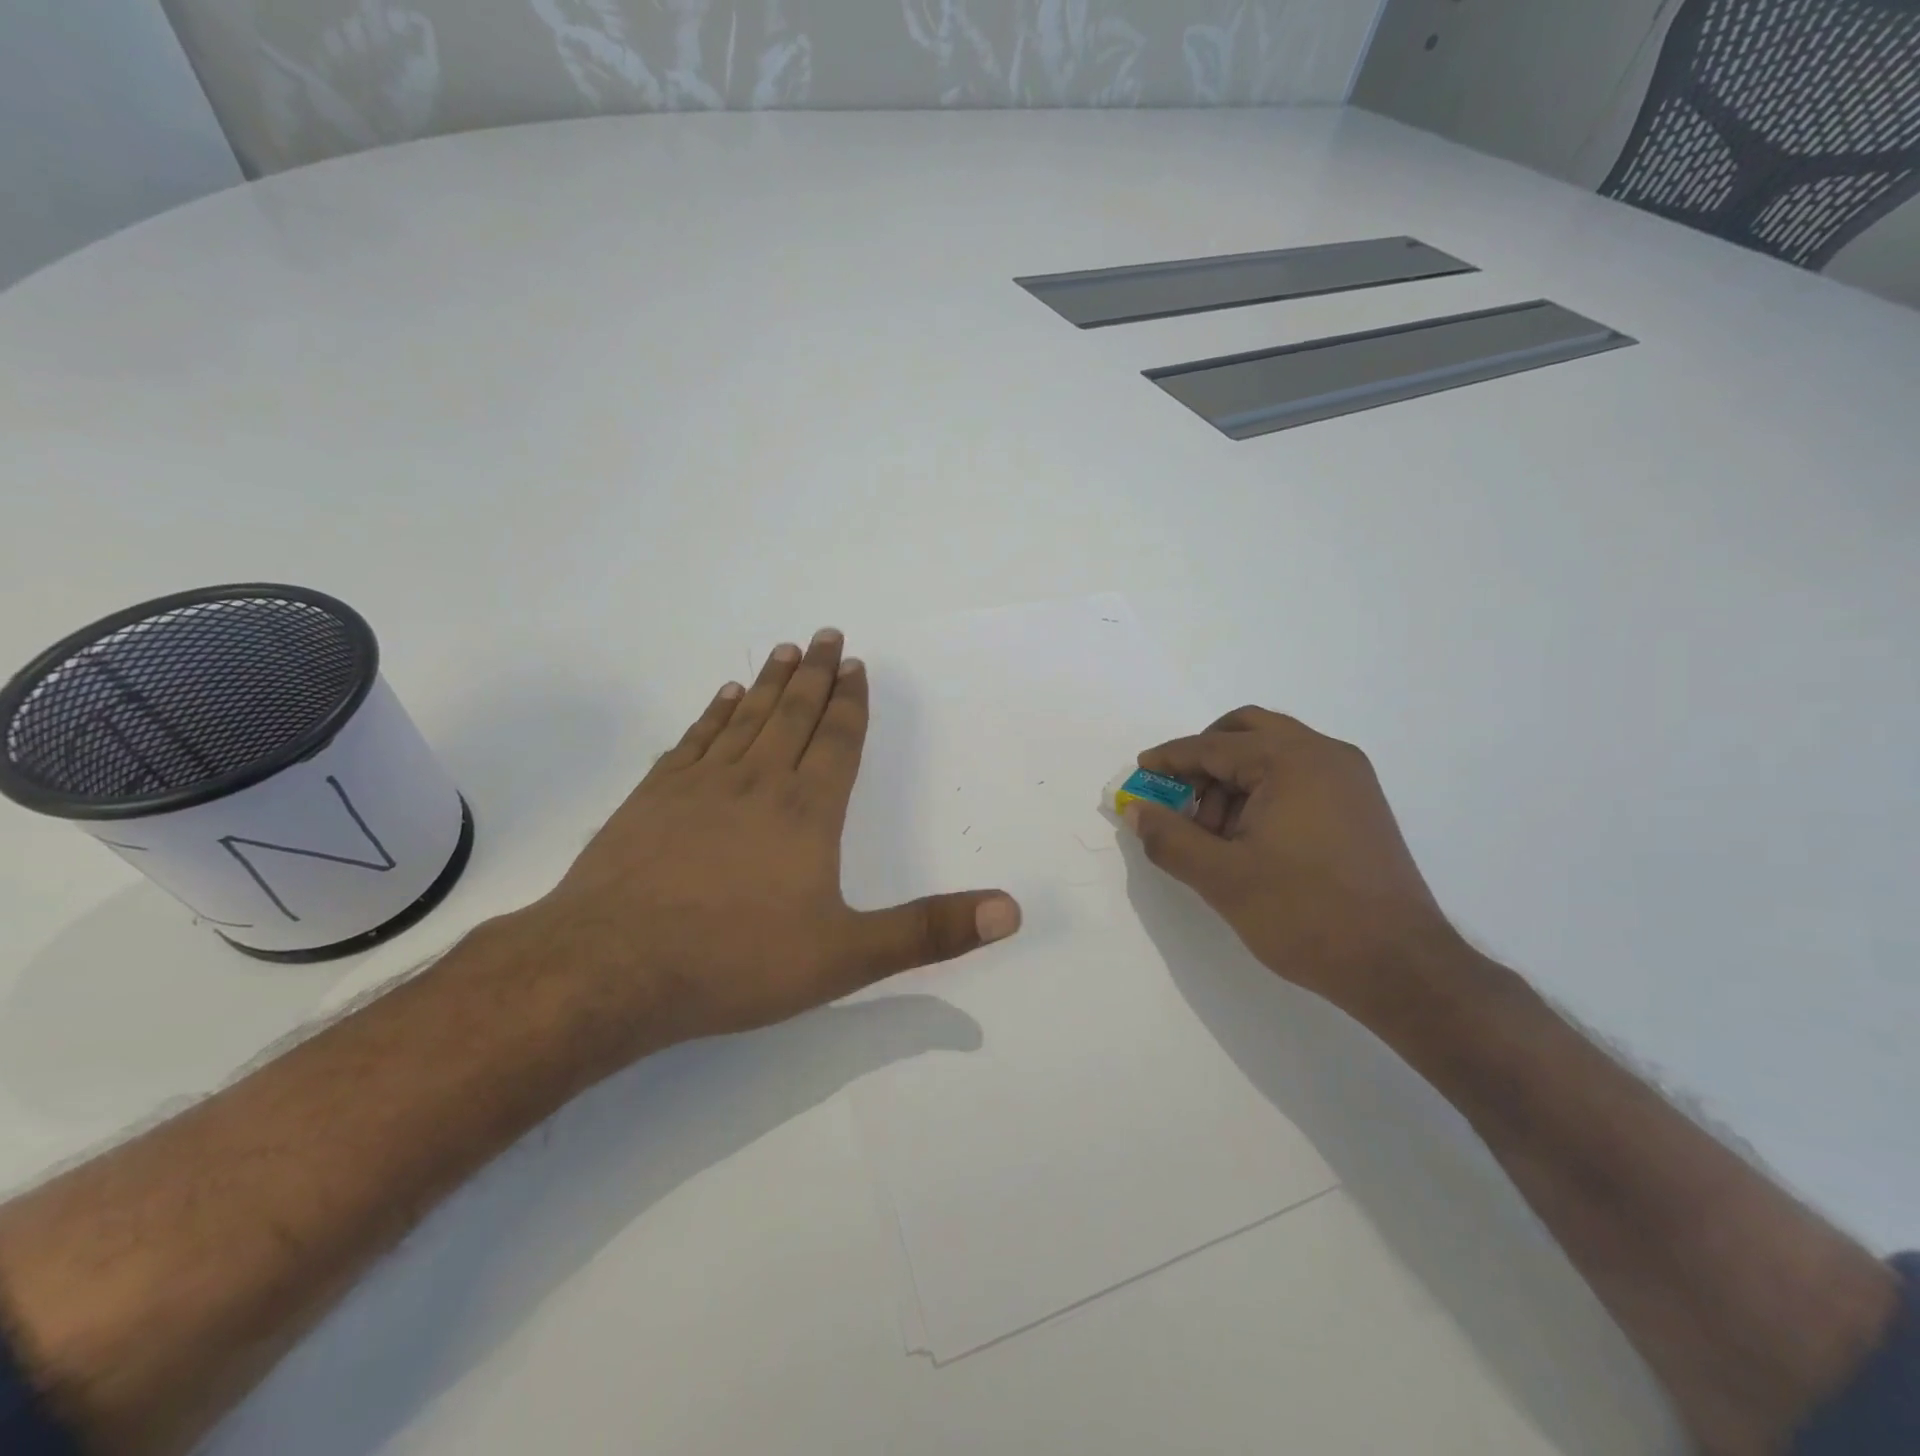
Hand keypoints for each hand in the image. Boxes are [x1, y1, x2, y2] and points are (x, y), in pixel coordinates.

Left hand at [520, 630, 1021, 1049]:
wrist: (610, 969)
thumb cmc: (736, 962)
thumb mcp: (847, 957)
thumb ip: (929, 932)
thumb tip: (1011, 911)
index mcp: (806, 812)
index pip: (837, 741)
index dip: (851, 703)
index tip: (857, 667)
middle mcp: (757, 782)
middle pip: (793, 714)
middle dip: (816, 675)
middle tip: (828, 635)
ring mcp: (699, 785)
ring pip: (745, 717)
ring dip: (768, 682)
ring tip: (785, 650)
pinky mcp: (652, 798)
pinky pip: (695, 739)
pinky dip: (714, 713)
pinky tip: (721, 697)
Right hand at [1124, 706, 1462, 1012]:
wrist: (1398, 966)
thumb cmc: (1304, 914)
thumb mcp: (1221, 877)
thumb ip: (1169, 838)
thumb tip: (1135, 810)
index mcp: (1292, 760)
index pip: (1213, 746)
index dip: (1169, 759)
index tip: (1139, 773)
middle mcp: (1326, 755)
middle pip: (1248, 732)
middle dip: (1204, 759)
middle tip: (1177, 796)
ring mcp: (1350, 780)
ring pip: (1273, 755)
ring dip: (1233, 780)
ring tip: (1212, 835)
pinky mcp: (1360, 807)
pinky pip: (1298, 777)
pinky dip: (1263, 792)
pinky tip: (1248, 839)